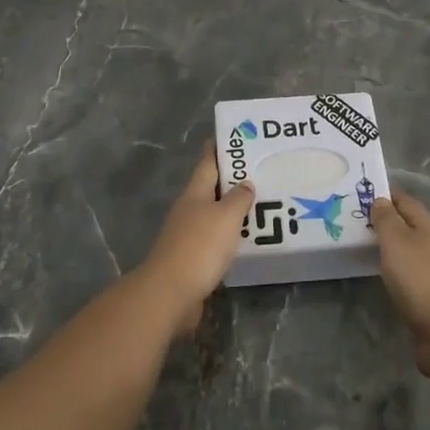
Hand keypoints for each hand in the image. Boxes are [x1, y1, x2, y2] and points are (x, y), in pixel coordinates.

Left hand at [135, 145, 253, 333]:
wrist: (171, 292)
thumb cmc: (200, 246)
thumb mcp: (226, 216)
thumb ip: (238, 198)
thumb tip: (245, 184)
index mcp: (194, 193)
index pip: (207, 162)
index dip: (218, 148)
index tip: (234, 137)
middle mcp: (189, 209)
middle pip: (210, 187)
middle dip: (231, 179)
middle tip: (259, 171)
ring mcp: (187, 234)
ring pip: (213, 213)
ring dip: (232, 208)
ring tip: (259, 204)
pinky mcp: (192, 257)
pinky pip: (215, 238)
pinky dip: (229, 233)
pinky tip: (245, 238)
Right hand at [372, 191, 429, 374]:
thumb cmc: (419, 279)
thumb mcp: (397, 241)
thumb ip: (387, 219)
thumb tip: (381, 200)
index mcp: (428, 227)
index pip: (406, 201)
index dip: (386, 194)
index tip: (362, 192)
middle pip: (408, 224)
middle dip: (386, 219)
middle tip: (356, 220)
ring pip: (408, 249)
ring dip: (389, 244)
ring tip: (363, 245)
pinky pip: (408, 272)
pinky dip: (393, 267)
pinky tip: (381, 274)